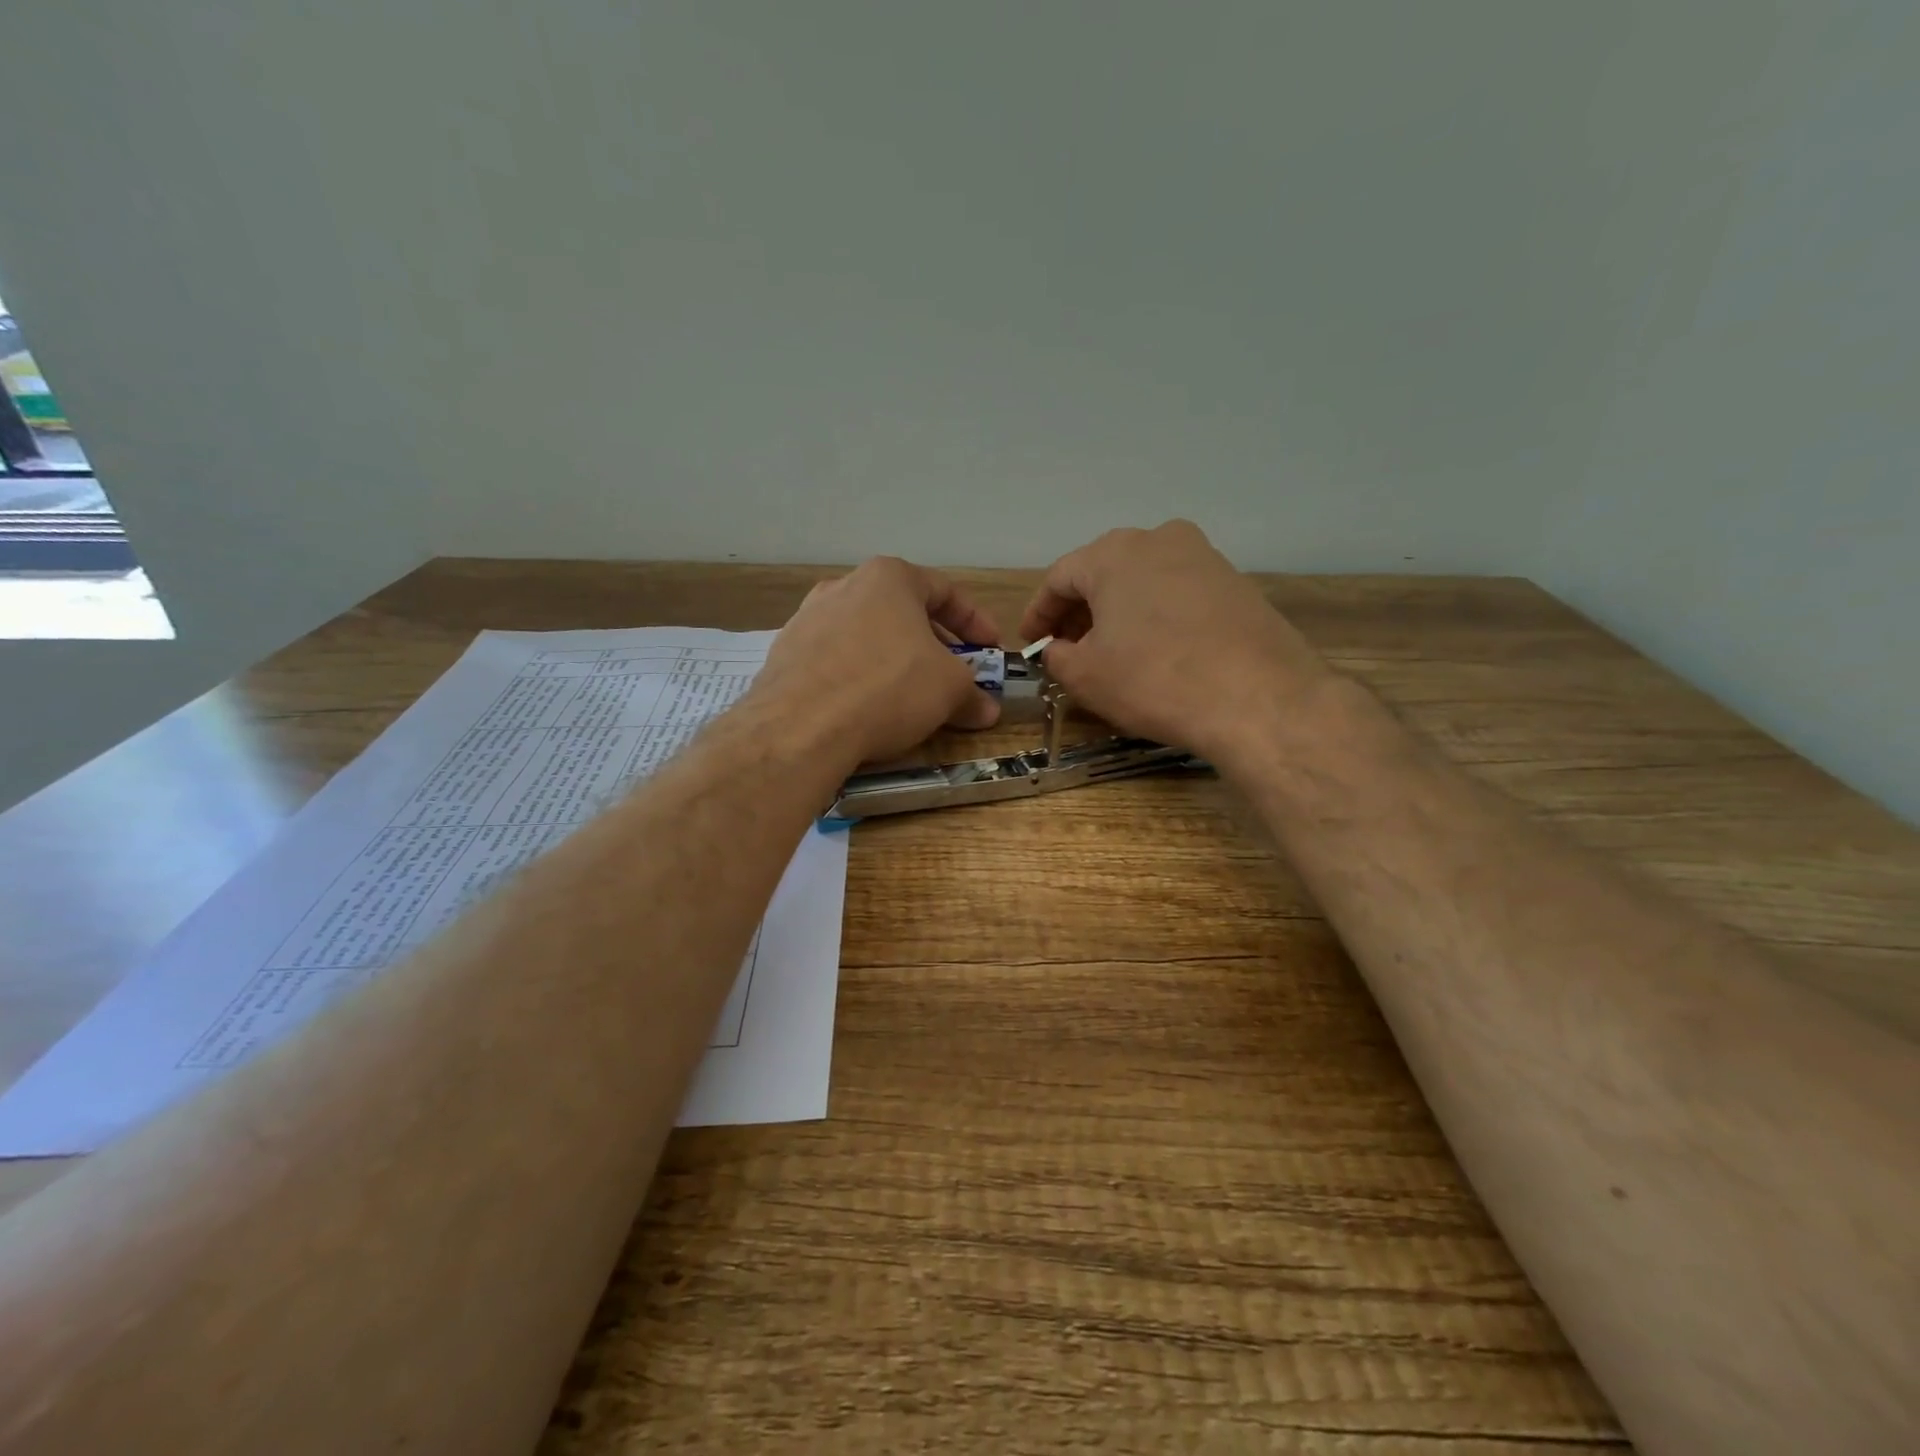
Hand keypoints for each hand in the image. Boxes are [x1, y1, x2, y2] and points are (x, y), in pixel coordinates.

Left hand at [752, 556, 1002, 769]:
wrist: (801, 726)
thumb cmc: (889, 688)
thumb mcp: (949, 690)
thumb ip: (972, 693)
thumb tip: (986, 709)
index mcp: (888, 578)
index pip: (944, 591)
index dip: (975, 622)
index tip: (991, 649)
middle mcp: (844, 586)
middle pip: (903, 613)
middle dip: (935, 646)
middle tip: (954, 676)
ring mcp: (808, 619)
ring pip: (868, 637)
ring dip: (896, 662)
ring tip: (912, 696)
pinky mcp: (786, 655)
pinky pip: (837, 661)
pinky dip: (861, 678)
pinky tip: (868, 709)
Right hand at [1019, 520, 1335, 763]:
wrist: (1259, 698)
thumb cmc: (1155, 680)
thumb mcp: (1086, 676)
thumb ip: (1057, 656)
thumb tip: (1058, 650)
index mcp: (1114, 553)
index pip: (1060, 579)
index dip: (1039, 614)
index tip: (1031, 643)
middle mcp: (1160, 539)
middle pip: (1103, 574)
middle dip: (1079, 613)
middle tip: (1066, 650)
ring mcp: (1205, 558)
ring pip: (1143, 582)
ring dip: (1118, 614)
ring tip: (1109, 653)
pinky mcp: (1236, 584)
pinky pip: (1178, 595)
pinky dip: (1155, 618)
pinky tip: (1155, 652)